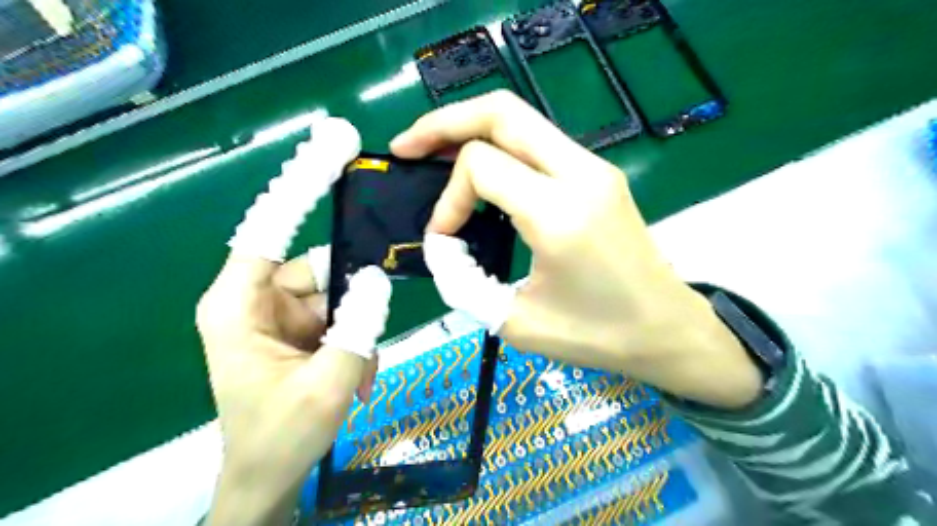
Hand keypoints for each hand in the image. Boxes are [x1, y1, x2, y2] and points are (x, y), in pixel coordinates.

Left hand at [196, 116, 390, 525]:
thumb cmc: (281, 436)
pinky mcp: (298, 326)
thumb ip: (357, 329)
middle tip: (364, 339)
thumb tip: (378, 278)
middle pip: (318, 268)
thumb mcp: (327, 387)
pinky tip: (353, 377)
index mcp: (238, 304)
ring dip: (355, 330)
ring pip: (336, 293)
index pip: (268, 229)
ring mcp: (280, 312)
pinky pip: (338, 313)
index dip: (300, 187)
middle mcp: (256, 298)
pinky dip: (353, 340)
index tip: (330, 147)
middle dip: (351, 301)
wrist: (267, 477)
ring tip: (356, 374)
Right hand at [393, 92, 763, 407]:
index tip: (444, 239)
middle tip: (408, 147)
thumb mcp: (516, 323)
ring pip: (521, 119)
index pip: (482, 166)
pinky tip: (480, 172)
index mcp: (561, 212)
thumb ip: (464, 282)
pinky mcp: (599, 174)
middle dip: (445, 123)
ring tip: (434, 154)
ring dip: (471, 130)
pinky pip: (538, 142)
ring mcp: (595, 168)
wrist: (669, 330)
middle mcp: (581, 174)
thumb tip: (440, 247)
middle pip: (501, 112)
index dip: (448, 198)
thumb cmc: (599, 336)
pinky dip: (499, 146)